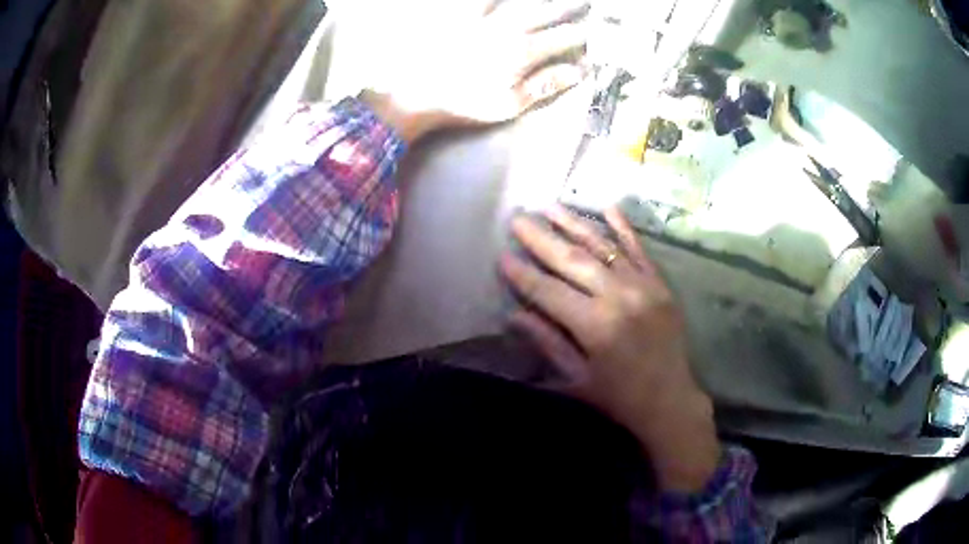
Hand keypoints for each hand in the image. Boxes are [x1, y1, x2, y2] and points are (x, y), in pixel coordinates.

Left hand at [358, 0, 589, 141]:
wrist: (415, 92)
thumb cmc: (463, 102)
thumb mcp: (508, 103)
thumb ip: (545, 85)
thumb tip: (578, 71)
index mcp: (524, 51)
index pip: (564, 37)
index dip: (581, 35)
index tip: (590, 35)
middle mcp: (509, 27)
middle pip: (548, 11)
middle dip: (570, 7)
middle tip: (585, 3)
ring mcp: (484, 17)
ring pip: (521, 0)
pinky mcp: (461, 13)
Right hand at [500, 205, 720, 491]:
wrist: (670, 399)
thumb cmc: (618, 396)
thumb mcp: (577, 378)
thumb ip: (548, 342)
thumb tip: (515, 315)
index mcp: (595, 326)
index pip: (549, 292)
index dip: (523, 274)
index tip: (502, 255)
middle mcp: (619, 297)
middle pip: (573, 260)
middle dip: (542, 239)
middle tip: (518, 219)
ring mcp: (643, 286)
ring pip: (603, 247)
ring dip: (575, 224)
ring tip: (550, 206)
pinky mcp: (660, 284)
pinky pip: (638, 249)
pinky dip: (623, 227)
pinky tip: (608, 206)